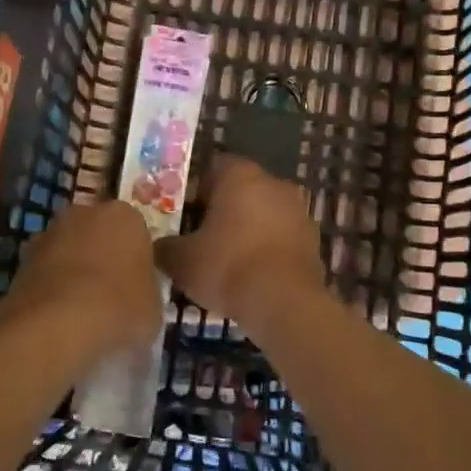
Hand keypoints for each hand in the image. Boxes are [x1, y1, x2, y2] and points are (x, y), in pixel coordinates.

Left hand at [0, 200, 162, 357]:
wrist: (57, 323)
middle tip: (111, 294)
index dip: (138, 258)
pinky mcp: (22, 257)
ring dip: (75, 270)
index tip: (138, 284)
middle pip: (99, 233)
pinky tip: (59, 316)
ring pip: (70, 249)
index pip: (137, 231)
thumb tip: (138, 294)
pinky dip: (52, 286)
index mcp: (125, 216)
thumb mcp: (153, 306)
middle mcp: (86, 212)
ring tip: (82, 309)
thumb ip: (147, 290)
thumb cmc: (119, 307)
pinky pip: (47, 270)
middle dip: (104, 256)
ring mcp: (50, 232)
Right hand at [155, 156, 325, 330]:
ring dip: (246, 230)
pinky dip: (266, 249)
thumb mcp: (180, 260)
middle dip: (221, 210)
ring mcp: (298, 210)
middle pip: (240, 190)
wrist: (284, 303)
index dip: (196, 190)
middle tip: (200, 238)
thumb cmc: (227, 267)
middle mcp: (273, 183)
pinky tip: (251, 275)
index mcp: (240, 176)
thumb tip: (157, 246)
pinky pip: (281, 237)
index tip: (184, 215)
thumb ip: (164, 246)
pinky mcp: (313, 240)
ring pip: (263, 213)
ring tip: (225, 261)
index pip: (213, 168)